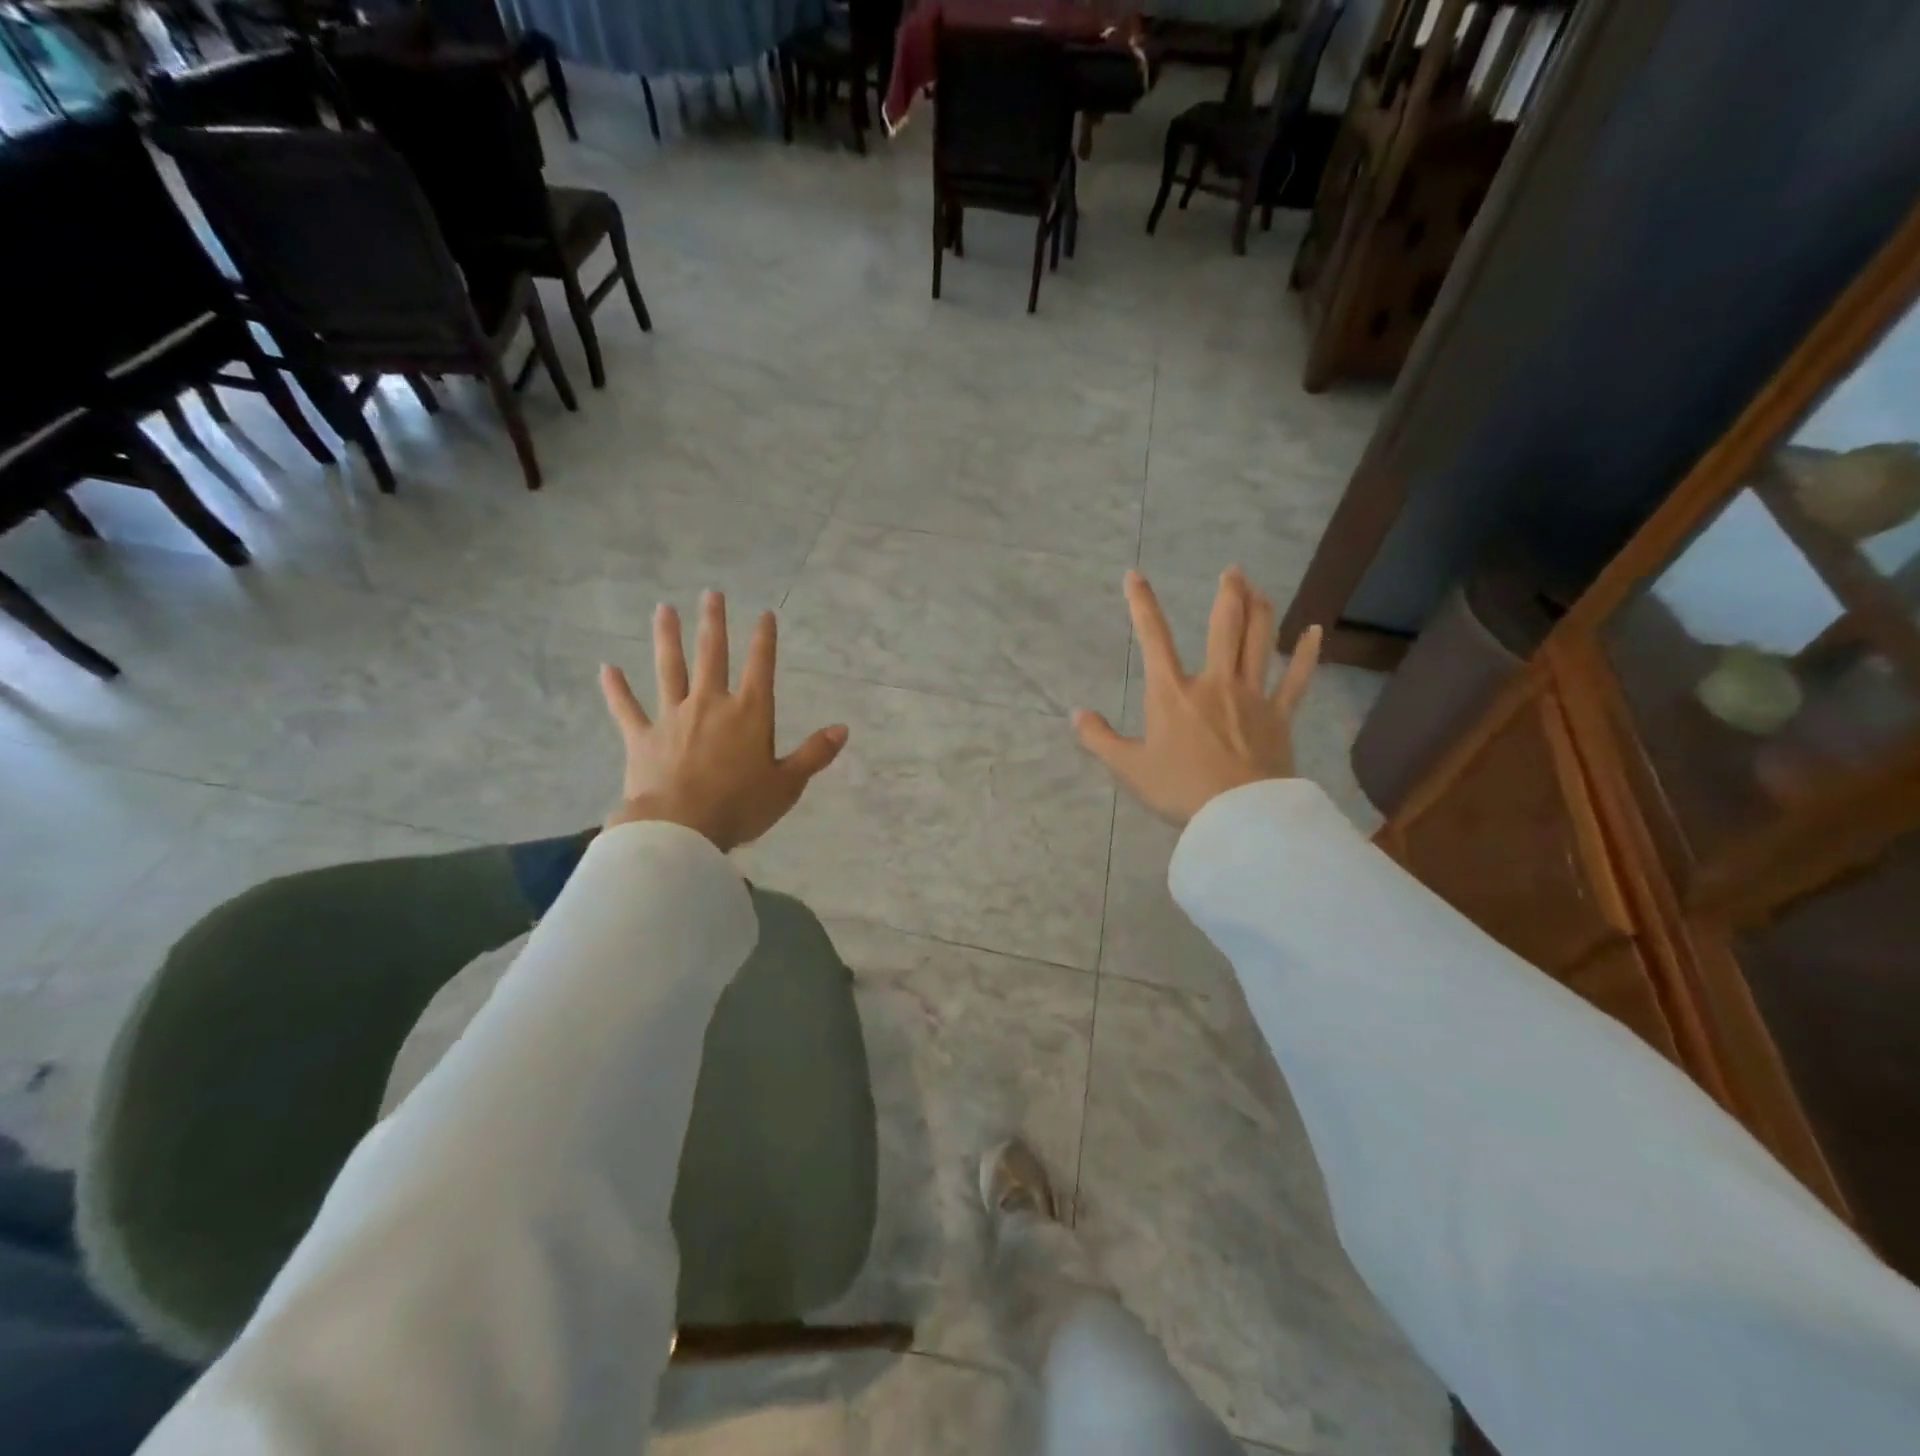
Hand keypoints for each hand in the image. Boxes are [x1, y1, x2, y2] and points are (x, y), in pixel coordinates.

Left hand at [599, 592, 848, 851]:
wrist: (680, 827)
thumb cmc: (740, 806)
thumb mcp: (787, 784)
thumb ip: (814, 754)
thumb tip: (843, 728)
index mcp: (749, 714)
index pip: (760, 667)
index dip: (764, 639)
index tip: (764, 614)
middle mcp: (711, 704)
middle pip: (712, 655)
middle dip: (713, 623)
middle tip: (710, 594)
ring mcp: (673, 717)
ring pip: (669, 669)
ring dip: (666, 638)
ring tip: (663, 609)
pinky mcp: (642, 737)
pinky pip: (627, 708)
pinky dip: (616, 689)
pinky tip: (606, 668)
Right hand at [1074, 568, 1320, 825]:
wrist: (1237, 815)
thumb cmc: (1179, 789)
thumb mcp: (1128, 767)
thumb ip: (1099, 738)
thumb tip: (1075, 715)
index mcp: (1172, 693)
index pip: (1153, 638)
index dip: (1142, 603)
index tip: (1135, 575)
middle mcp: (1214, 683)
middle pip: (1224, 627)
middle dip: (1228, 594)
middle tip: (1232, 571)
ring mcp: (1252, 696)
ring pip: (1259, 642)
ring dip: (1260, 610)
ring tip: (1258, 587)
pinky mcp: (1279, 716)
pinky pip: (1297, 679)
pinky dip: (1307, 655)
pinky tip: (1315, 632)